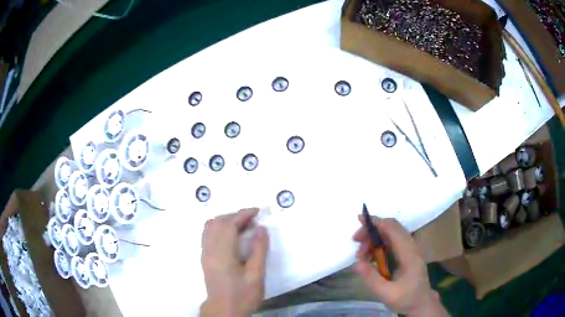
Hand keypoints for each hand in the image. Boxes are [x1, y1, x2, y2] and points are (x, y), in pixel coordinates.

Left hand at [200, 208, 268, 316]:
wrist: (224, 309)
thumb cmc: (242, 294)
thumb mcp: (256, 275)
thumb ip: (259, 250)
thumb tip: (261, 228)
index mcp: (222, 253)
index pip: (229, 224)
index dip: (243, 214)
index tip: (257, 211)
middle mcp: (209, 249)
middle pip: (217, 222)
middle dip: (235, 216)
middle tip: (252, 220)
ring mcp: (205, 253)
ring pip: (210, 226)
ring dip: (226, 220)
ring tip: (243, 226)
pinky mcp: (204, 258)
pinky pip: (208, 234)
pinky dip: (219, 228)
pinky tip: (231, 236)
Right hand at [353, 217, 448, 316]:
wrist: (421, 303)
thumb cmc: (407, 299)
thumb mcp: (387, 294)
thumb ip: (372, 279)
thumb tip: (357, 263)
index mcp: (409, 254)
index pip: (393, 229)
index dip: (377, 222)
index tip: (359, 221)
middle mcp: (410, 247)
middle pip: (390, 229)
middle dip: (371, 231)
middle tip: (356, 242)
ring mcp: (408, 250)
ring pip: (389, 235)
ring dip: (373, 240)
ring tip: (360, 255)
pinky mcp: (405, 255)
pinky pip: (390, 243)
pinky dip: (377, 246)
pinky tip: (369, 258)